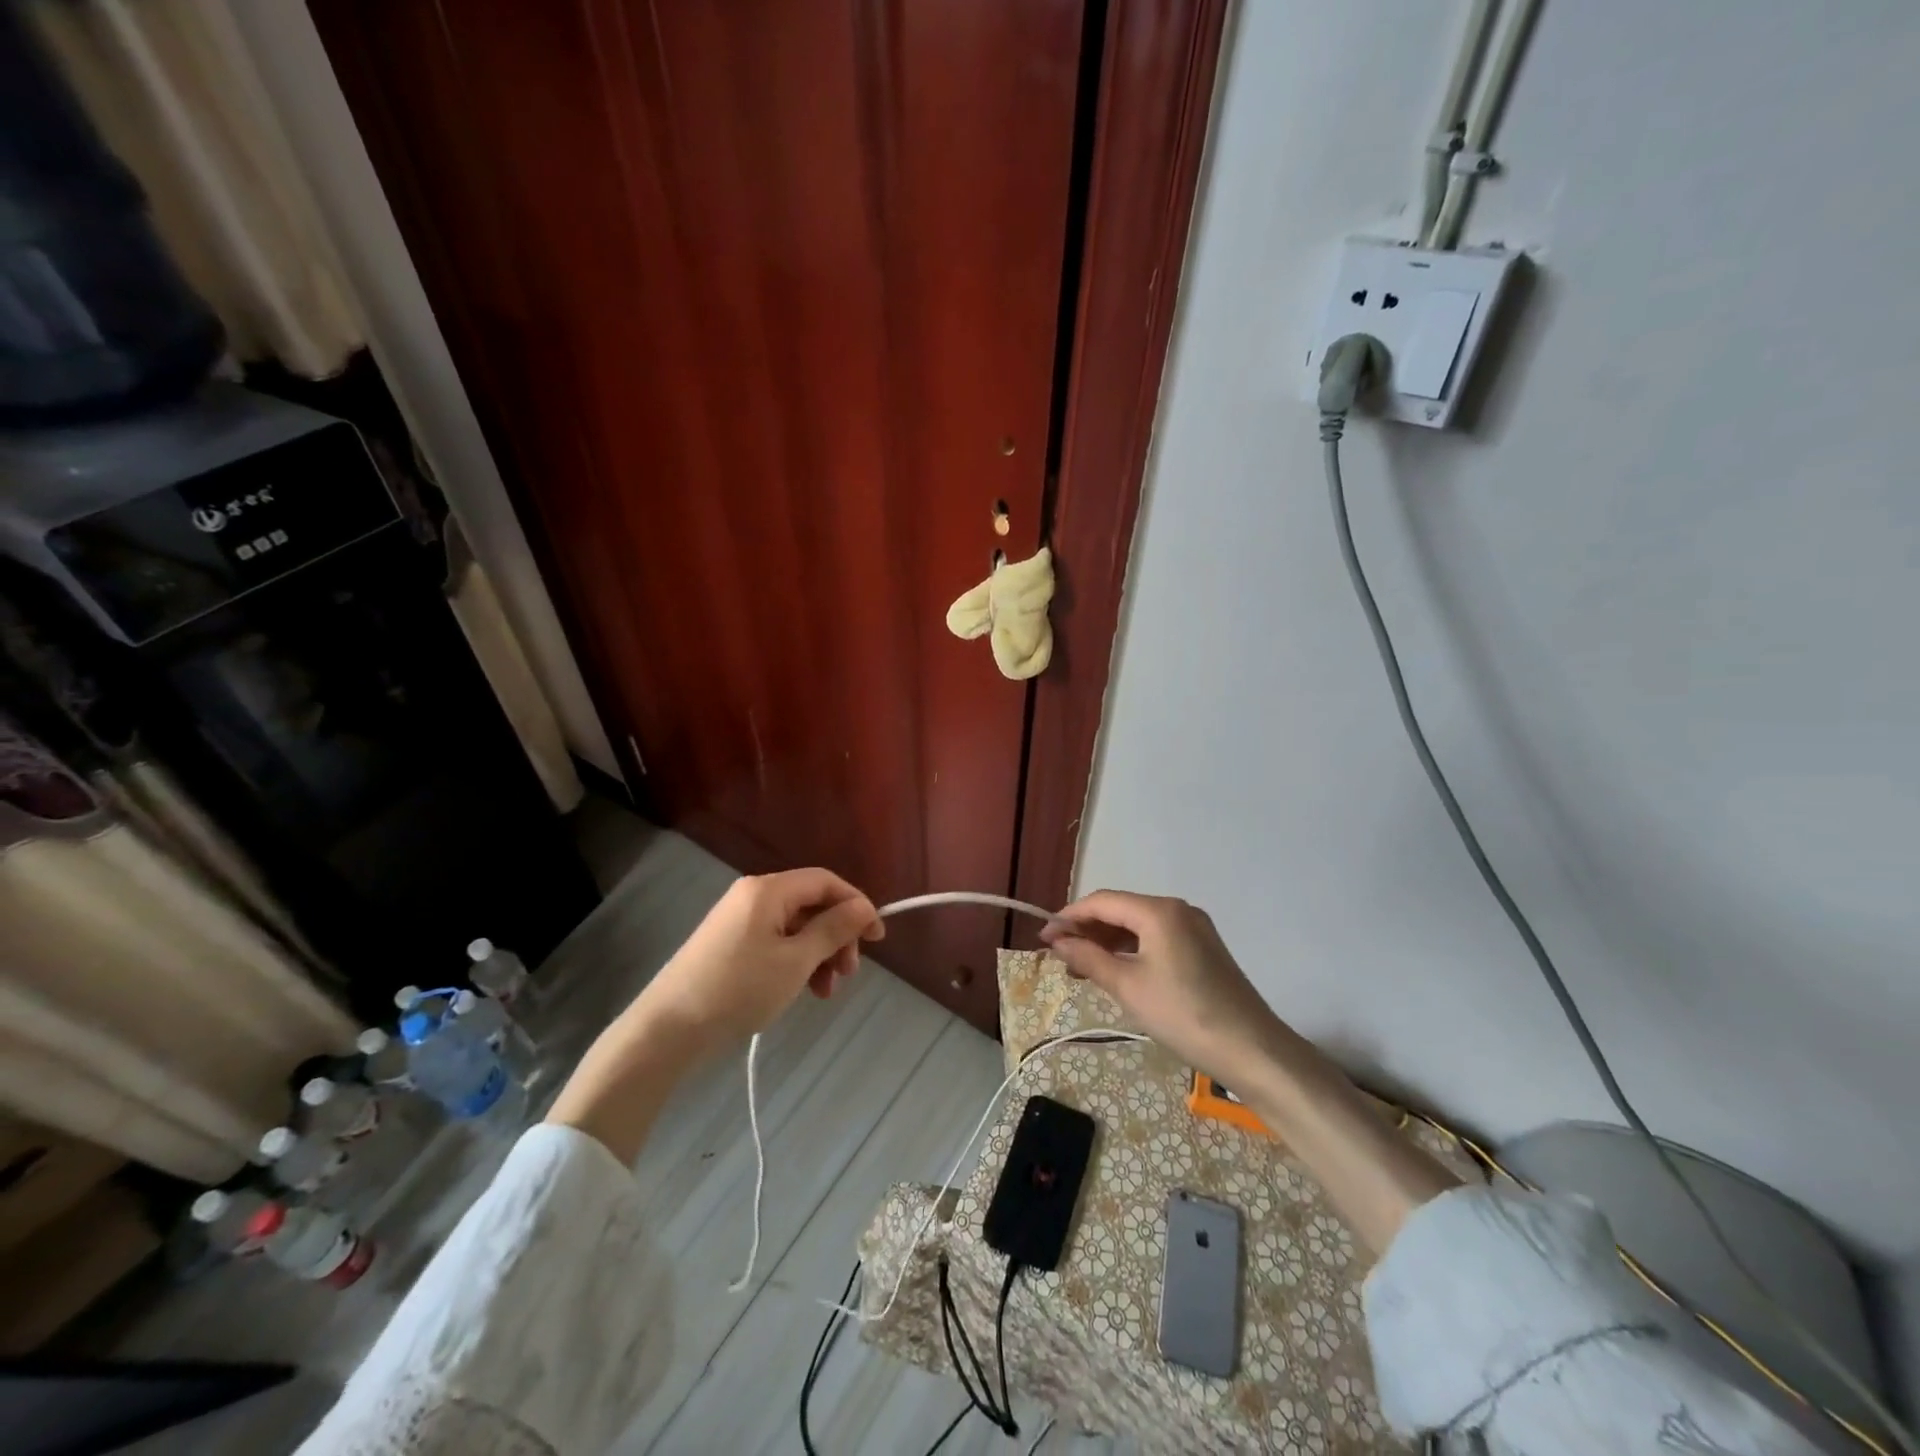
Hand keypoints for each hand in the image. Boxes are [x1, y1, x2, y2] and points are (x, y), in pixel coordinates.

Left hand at [641, 868, 884, 1045]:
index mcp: (768, 890)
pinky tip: (804, 990)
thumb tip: (863, 907)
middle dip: (837, 936)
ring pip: (796, 927)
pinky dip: (796, 961)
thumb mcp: (795, 961)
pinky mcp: (730, 944)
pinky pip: (777, 942)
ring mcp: (739, 920)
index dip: (856, 905)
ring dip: (819, 954)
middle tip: (849, 974)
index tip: (877, 938)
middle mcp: (754, 896)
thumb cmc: (738, 989)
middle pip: (811, 905)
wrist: (668, 1028)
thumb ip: (833, 930)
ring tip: (826, 991)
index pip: (825, 882)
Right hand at [1039, 891, 1285, 1084]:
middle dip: (1087, 930)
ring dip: (1108, 942)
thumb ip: (1089, 958)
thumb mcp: (1128, 987)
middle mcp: (1178, 909)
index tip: (1043, 939)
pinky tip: (1115, 971)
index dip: (1069, 917)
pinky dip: (1131, 950)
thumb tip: (1058, 942)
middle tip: (1060, 956)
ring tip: (1081, 967)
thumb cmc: (1183, 1014)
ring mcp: (1194, 928)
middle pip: (1121, 910)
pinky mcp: (1203, 948)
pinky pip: (1156, 938)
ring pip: (1138, 925)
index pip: (1102, 901)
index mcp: (1159, 910)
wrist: (1252, 1050)